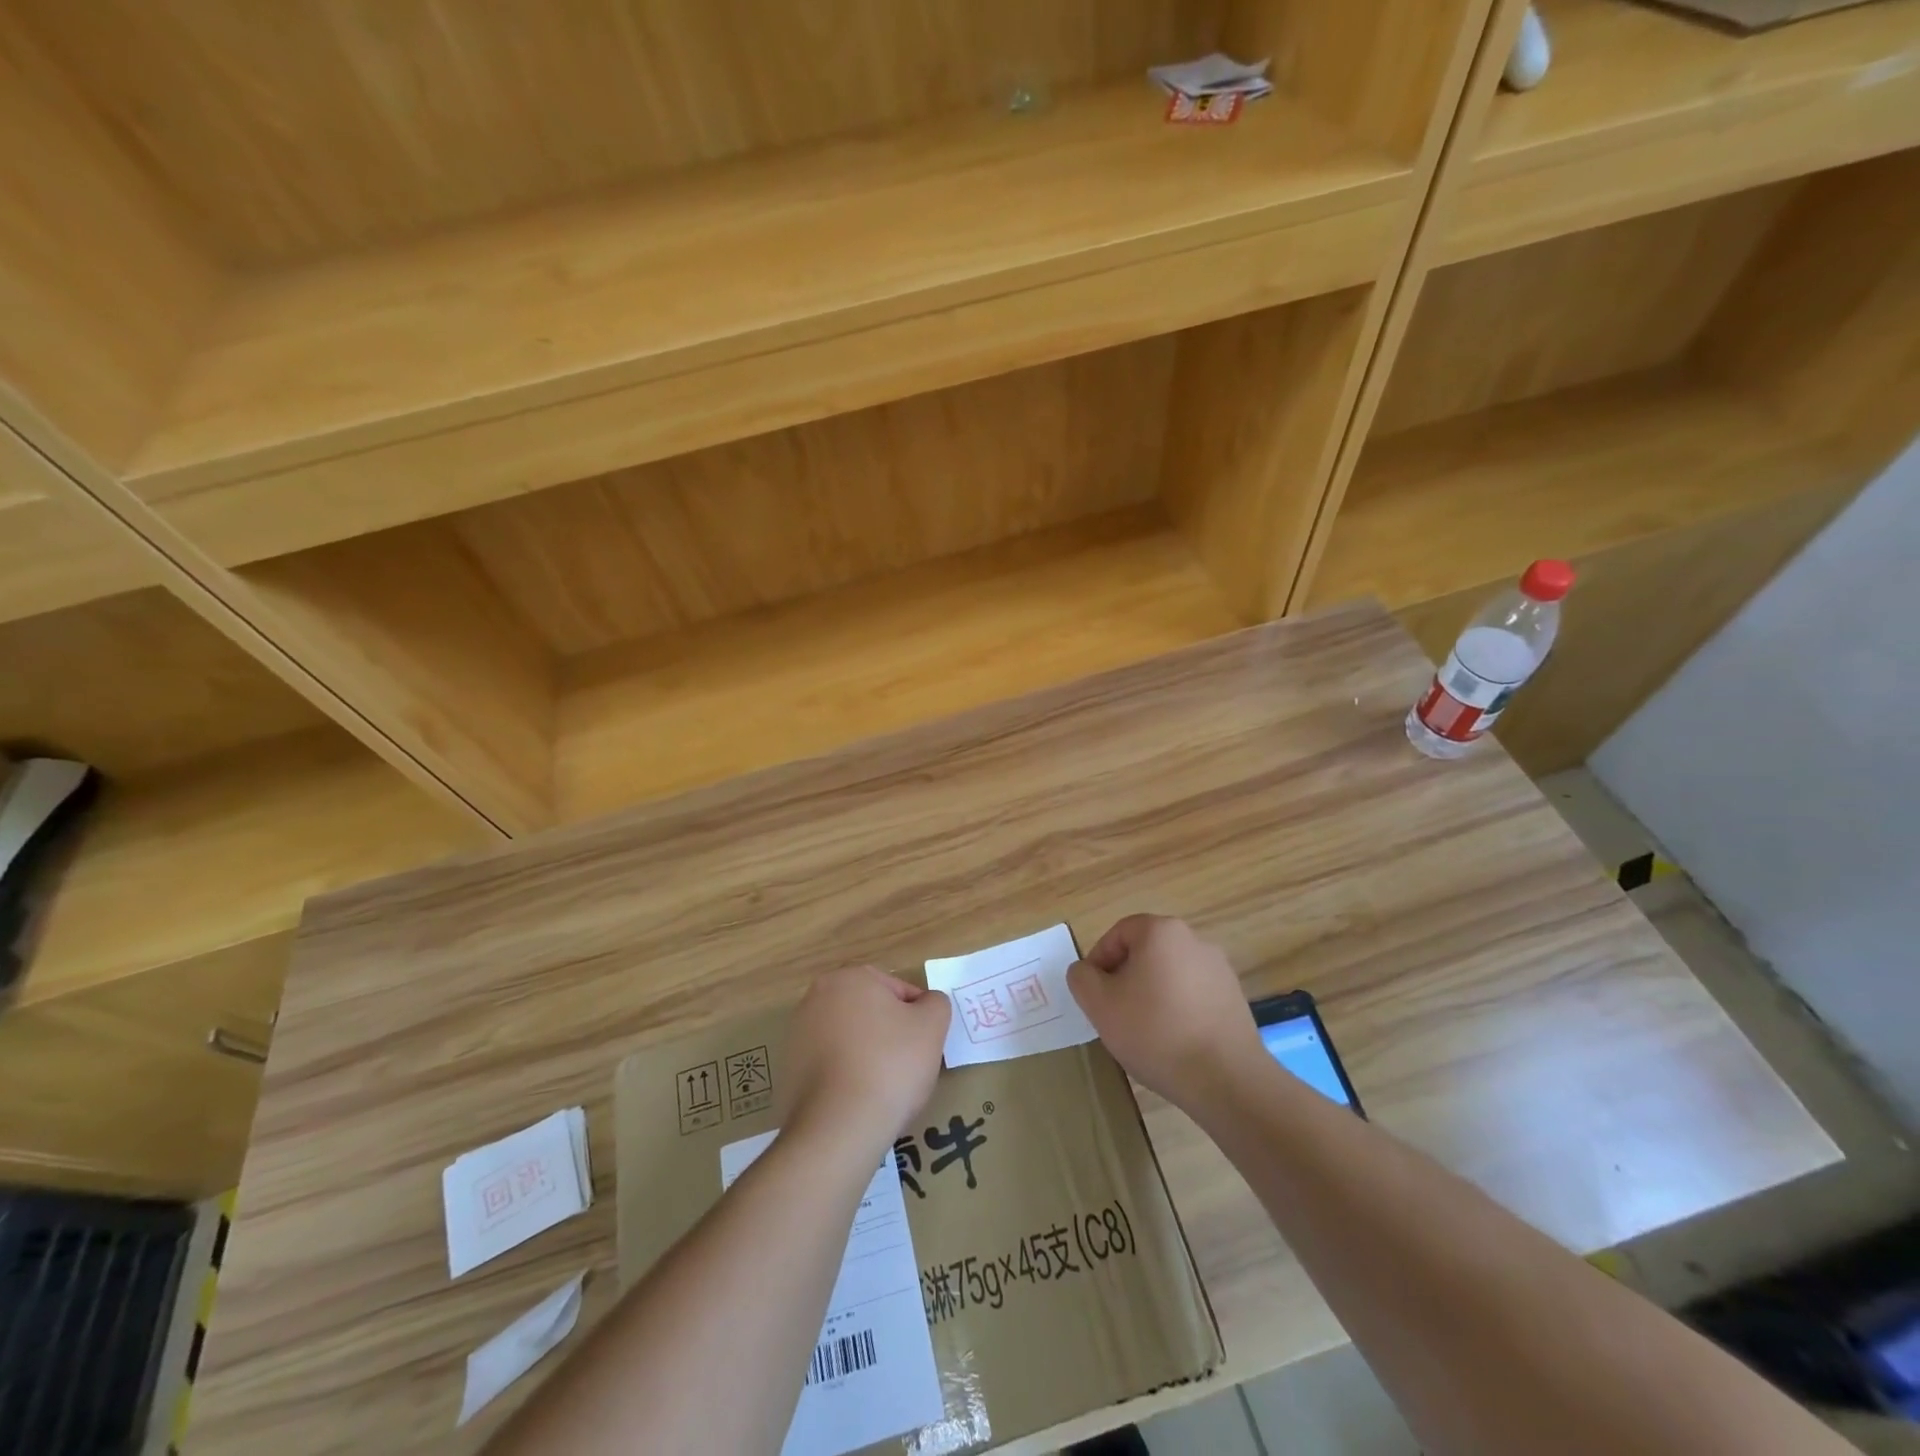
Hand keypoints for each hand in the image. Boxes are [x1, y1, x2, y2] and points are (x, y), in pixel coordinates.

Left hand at [782, 967, 950, 1153]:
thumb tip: (926, 1004)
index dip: (918, 1018)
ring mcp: (798, 1034)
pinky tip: (858, 1100)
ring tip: (882, 1088)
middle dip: (889, 1034)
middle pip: (870, 1012)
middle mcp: (817, 997)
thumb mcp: (932, 1026)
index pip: (898, 990)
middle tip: (907, 1066)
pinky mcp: (788, 1070)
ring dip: (867, 1055)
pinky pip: (830, 1065)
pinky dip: (845, 1077)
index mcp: (850, 978)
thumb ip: (936, 1004)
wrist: (838, 1128)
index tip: (924, 1047)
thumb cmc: (890, 1065)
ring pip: (849, 1039)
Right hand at [1068, 915, 1263, 1109]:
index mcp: (1161, 931)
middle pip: (1145, 952)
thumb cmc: (1155, 1032)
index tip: (1094, 995)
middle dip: (1125, 979)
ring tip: (1144, 1032)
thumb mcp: (1099, 1005)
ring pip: (1169, 974)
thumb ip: (1081, 978)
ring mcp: (1219, 969)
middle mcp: (1194, 940)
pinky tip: (1173, 1041)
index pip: (1118, 934)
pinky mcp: (1234, 997)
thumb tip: (1086, 971)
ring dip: (1151, 994)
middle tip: (1114, 1013)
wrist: (1225, 1079)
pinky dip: (1177, 1009)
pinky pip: (1193, 994)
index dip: (1099, 962)